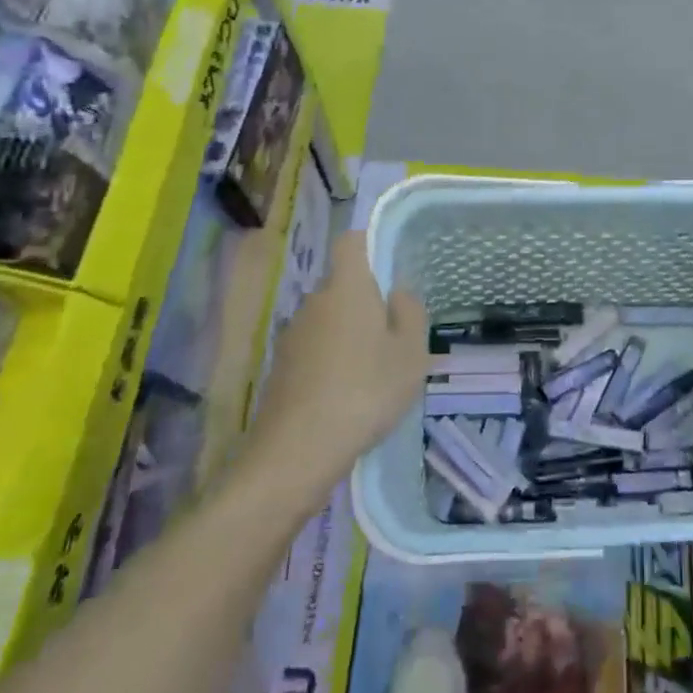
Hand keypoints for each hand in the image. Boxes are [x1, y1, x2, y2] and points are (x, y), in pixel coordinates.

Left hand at [247, 232, 429, 493]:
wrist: (298, 449)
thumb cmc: (366, 390)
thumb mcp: (411, 352)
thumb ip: (410, 313)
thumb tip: (397, 292)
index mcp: (347, 287)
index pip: (350, 242)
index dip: (368, 245)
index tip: (389, 269)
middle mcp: (314, 301)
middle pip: (341, 285)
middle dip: (365, 302)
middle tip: (393, 335)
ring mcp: (293, 335)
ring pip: (328, 320)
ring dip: (348, 335)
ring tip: (373, 372)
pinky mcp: (281, 368)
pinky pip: (314, 350)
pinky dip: (330, 362)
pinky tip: (347, 395)